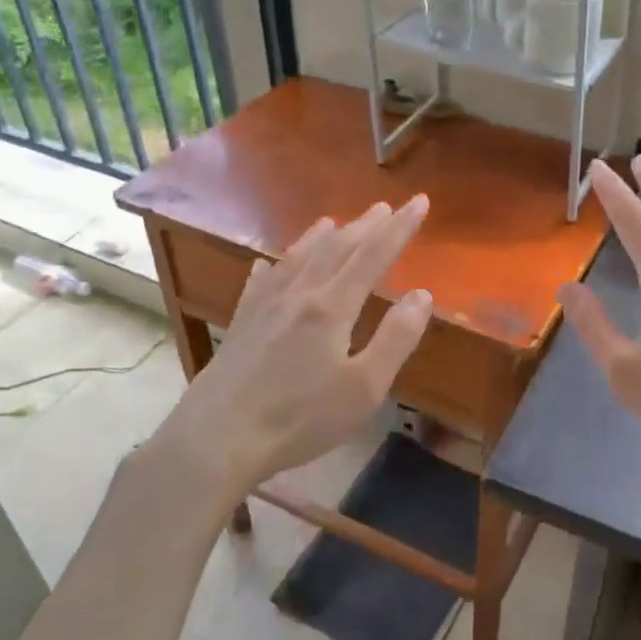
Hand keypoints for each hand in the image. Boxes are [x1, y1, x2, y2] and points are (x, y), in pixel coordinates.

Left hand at [159, 197, 433, 495]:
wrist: (218, 437)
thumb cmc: (300, 418)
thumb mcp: (364, 388)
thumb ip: (395, 339)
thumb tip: (422, 295)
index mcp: (332, 307)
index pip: (373, 256)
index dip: (399, 229)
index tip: (420, 202)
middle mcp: (298, 294)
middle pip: (336, 250)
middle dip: (365, 226)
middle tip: (384, 207)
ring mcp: (264, 306)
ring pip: (297, 259)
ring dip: (320, 238)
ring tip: (332, 221)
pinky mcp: (241, 324)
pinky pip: (259, 283)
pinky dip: (272, 268)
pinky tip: (268, 265)